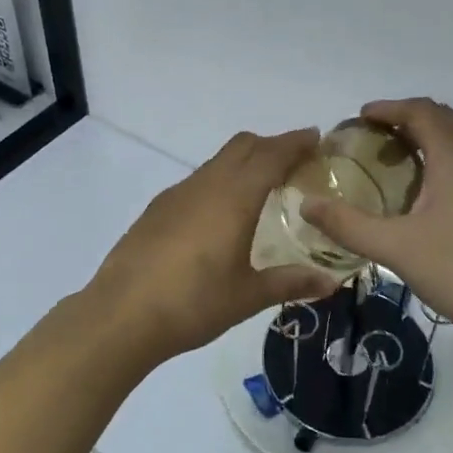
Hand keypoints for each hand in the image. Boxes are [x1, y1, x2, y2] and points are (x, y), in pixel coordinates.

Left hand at [82, 128, 339, 368]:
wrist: (122, 314)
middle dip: (271, 145)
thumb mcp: (248, 296)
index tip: (316, 138)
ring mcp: (177, 194)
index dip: (295, 143)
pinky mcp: (157, 209)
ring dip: (243, 163)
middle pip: (243, 146)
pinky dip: (219, 181)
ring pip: (217, 162)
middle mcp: (206, 184)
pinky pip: (197, 181)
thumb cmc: (193, 303)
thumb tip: (330, 283)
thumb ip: (290, 283)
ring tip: (261, 189)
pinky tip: (220, 215)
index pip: (271, 155)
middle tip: (295, 163)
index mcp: (234, 197)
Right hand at [301, 99, 452, 343]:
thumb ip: (348, 225)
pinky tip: (428, 198)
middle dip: (406, 119)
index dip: (387, 108)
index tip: (358, 118)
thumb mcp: (397, 249)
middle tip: (373, 138)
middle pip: (442, 119)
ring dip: (427, 139)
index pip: (420, 110)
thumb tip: (306, 204)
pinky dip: (443, 160)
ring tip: (396, 163)